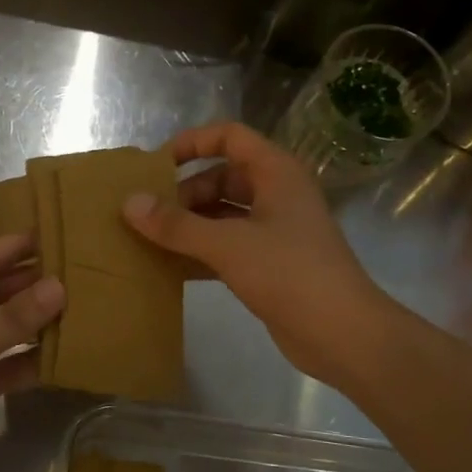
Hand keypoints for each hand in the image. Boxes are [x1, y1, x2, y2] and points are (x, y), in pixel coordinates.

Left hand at [0, 234, 64, 471]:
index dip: (10, 249)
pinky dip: (29, 361)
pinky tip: (65, 352)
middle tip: (76, 271)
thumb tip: (59, 286)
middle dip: (28, 286)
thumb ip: (10, 319)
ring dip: (33, 323)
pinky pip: (5, 366)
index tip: (52, 234)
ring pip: (0, 331)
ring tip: (80, 306)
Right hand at [123, 122, 392, 386]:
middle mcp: (276, 195)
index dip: (192, 143)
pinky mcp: (270, 265)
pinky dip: (200, 252)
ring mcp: (275, 231)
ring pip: (222, 215)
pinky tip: (168, 268)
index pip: (230, 137)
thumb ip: (177, 225)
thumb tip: (129, 203)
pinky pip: (227, 247)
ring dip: (188, 225)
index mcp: (276, 173)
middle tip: (146, 215)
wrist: (342, 333)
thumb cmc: (289, 274)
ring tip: (147, 239)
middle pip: (221, 178)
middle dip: (183, 193)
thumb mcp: (228, 245)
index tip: (155, 166)